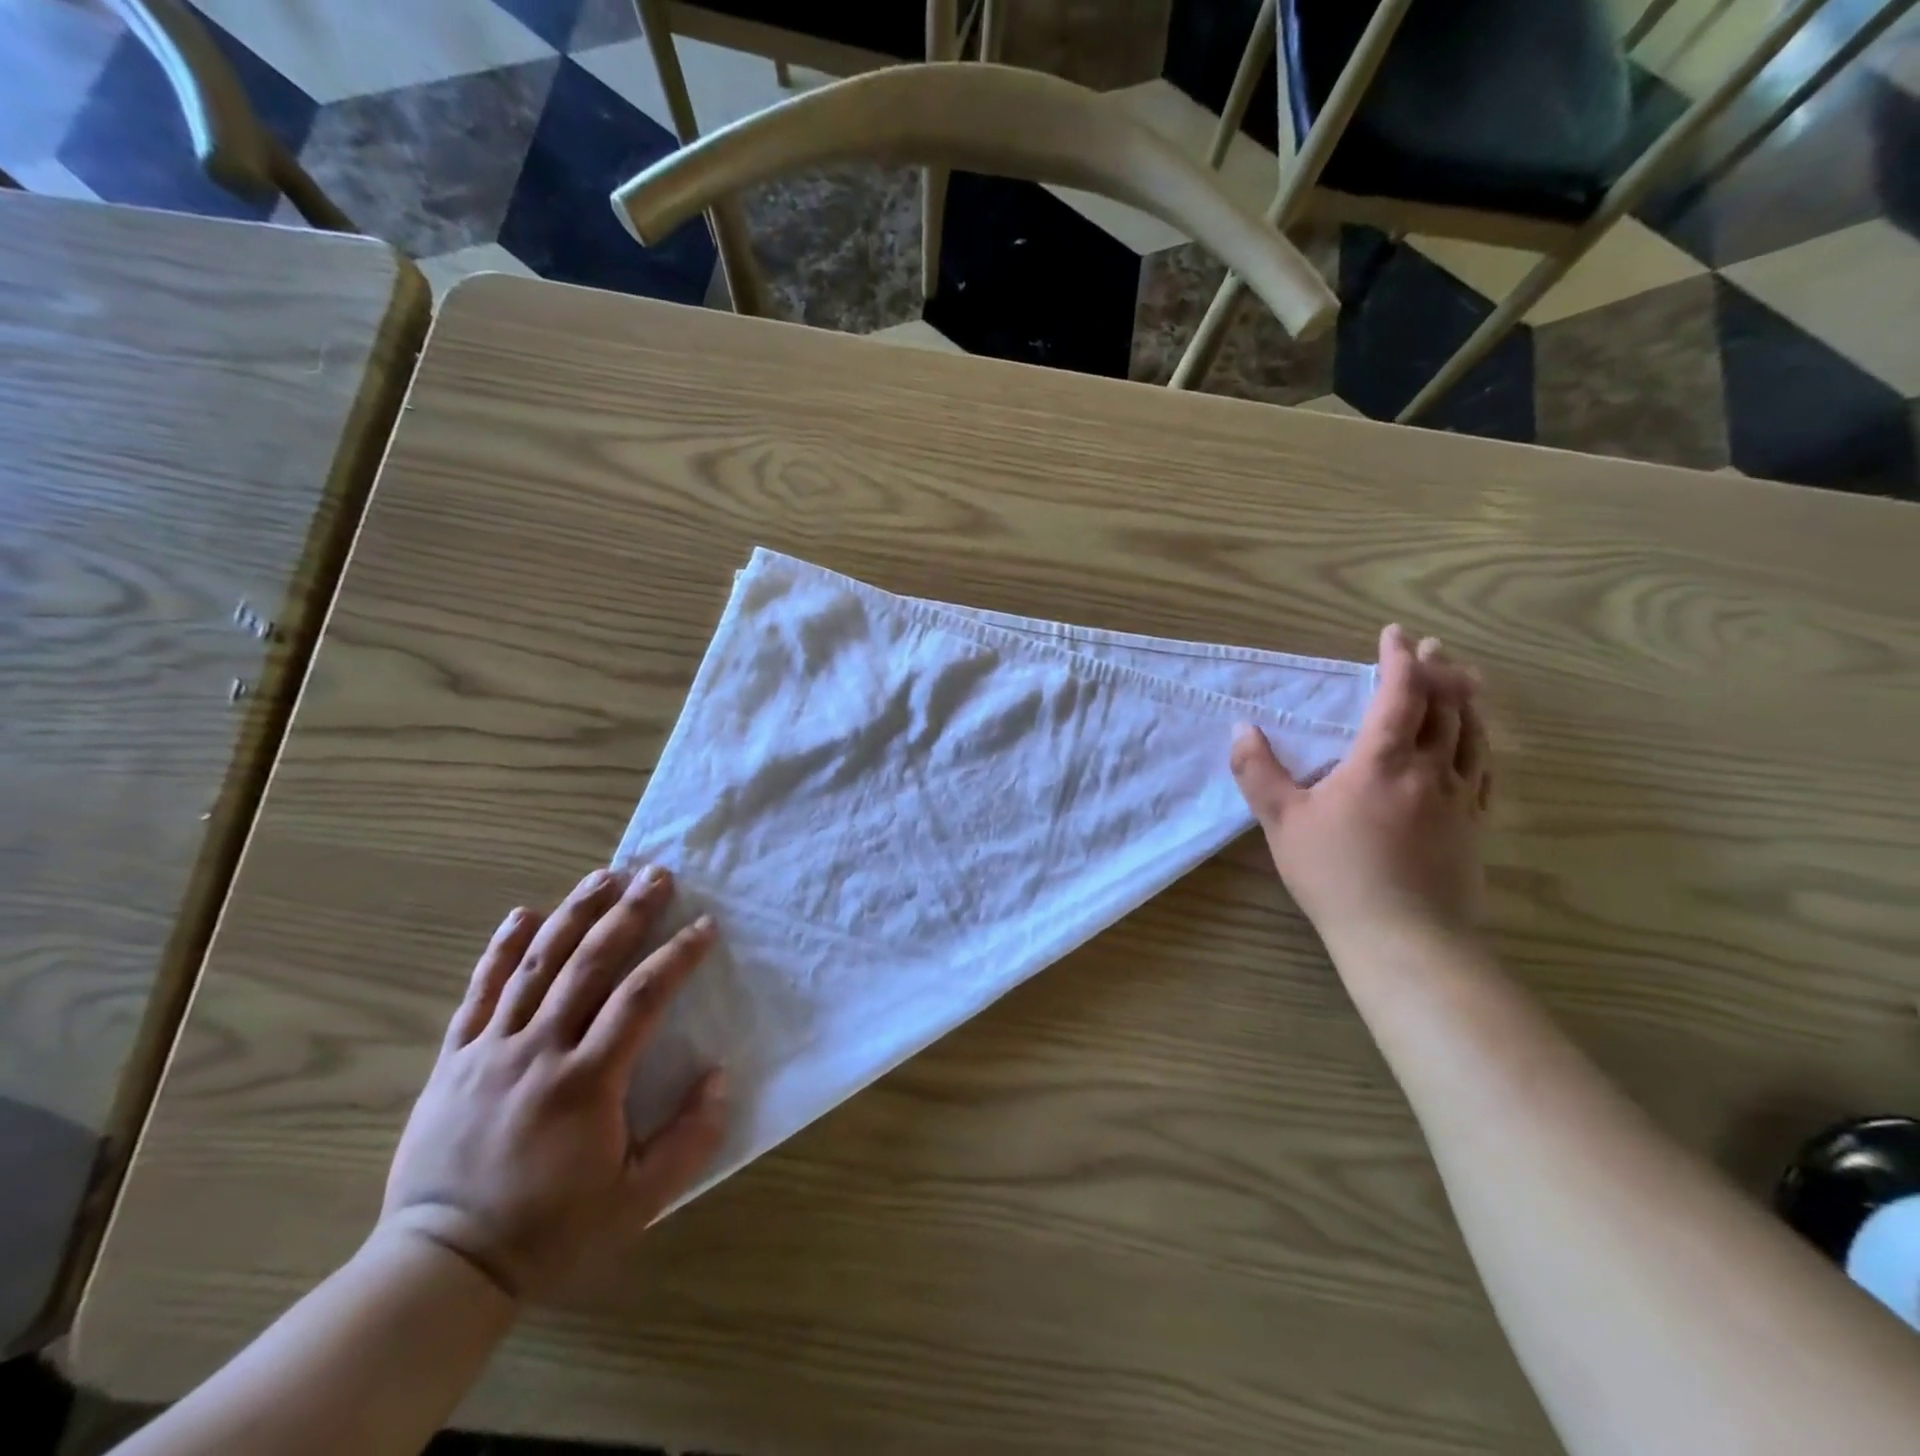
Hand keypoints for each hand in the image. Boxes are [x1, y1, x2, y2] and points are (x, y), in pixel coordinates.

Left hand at [381, 865, 725, 1300]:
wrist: (441, 1268)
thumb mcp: (638, 1202)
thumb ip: (690, 1139)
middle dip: (630, 913)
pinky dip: (502, 949)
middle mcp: (539, 1050)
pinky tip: (524, 913)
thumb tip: (719, 1076)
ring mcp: (490, 1050)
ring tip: (605, 875)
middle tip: (658, 875)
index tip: (705, 926)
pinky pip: (480, 992)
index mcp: (587, 1081)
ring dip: (575, 913)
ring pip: (538, 964)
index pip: (641, 998)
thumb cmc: (550, 1232)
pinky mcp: (454, 1059)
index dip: (678, 956)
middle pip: (590, 963)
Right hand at [1231, 624, 1491, 954]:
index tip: (1394, 634)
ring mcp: (1459, 797)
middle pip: (1447, 705)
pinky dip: (1481, 743)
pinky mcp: (1474, 825)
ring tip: (1463, 680)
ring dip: (1467, 700)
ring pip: (1474, 734)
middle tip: (1433, 647)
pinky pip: (1485, 770)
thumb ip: (1258, 772)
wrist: (1403, 936)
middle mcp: (1429, 769)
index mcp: (1382, 761)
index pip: (1400, 694)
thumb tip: (1241, 730)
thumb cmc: (1336, 873)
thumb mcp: (1282, 821)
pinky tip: (1477, 744)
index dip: (1399, 659)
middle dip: (1439, 669)